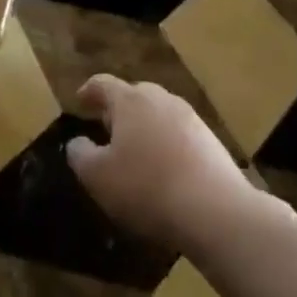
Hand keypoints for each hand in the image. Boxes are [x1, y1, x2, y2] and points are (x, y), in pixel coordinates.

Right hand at [66, 75, 270, 255]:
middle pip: (134, 95)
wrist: (217, 212)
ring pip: (159, 114)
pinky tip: (166, 171)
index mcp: (129, 100)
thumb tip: (78, 143)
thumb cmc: (147, 188)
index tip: (80, 101)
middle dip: (118, 109)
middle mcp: (160, 99)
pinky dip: (167, 145)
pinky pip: (180, 135)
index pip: (103, 84)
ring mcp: (190, 118)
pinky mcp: (212, 142)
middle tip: (107, 129)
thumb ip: (80, 154)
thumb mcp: (97, 177)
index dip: (88, 91)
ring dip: (145, 128)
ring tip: (137, 152)